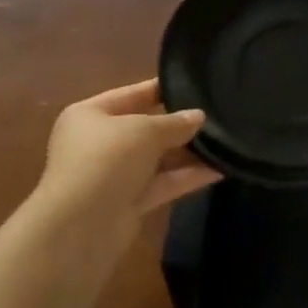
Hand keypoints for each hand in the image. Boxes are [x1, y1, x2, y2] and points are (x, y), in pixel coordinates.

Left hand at [36, 80, 218, 226]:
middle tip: (216, 115)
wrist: (81, 224)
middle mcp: (99, 143)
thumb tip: (198, 116)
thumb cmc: (106, 159)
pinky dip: (187, 177)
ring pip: (156, 159)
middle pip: (144, 128)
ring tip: (225, 142)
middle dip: (178, 124)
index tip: (194, 83)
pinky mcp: (129, 202)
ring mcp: (113, 175)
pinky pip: (162, 184)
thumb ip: (175, 123)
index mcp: (89, 115)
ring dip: (187, 153)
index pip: (130, 95)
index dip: (161, 88)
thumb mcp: (144, 130)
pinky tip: (220, 169)